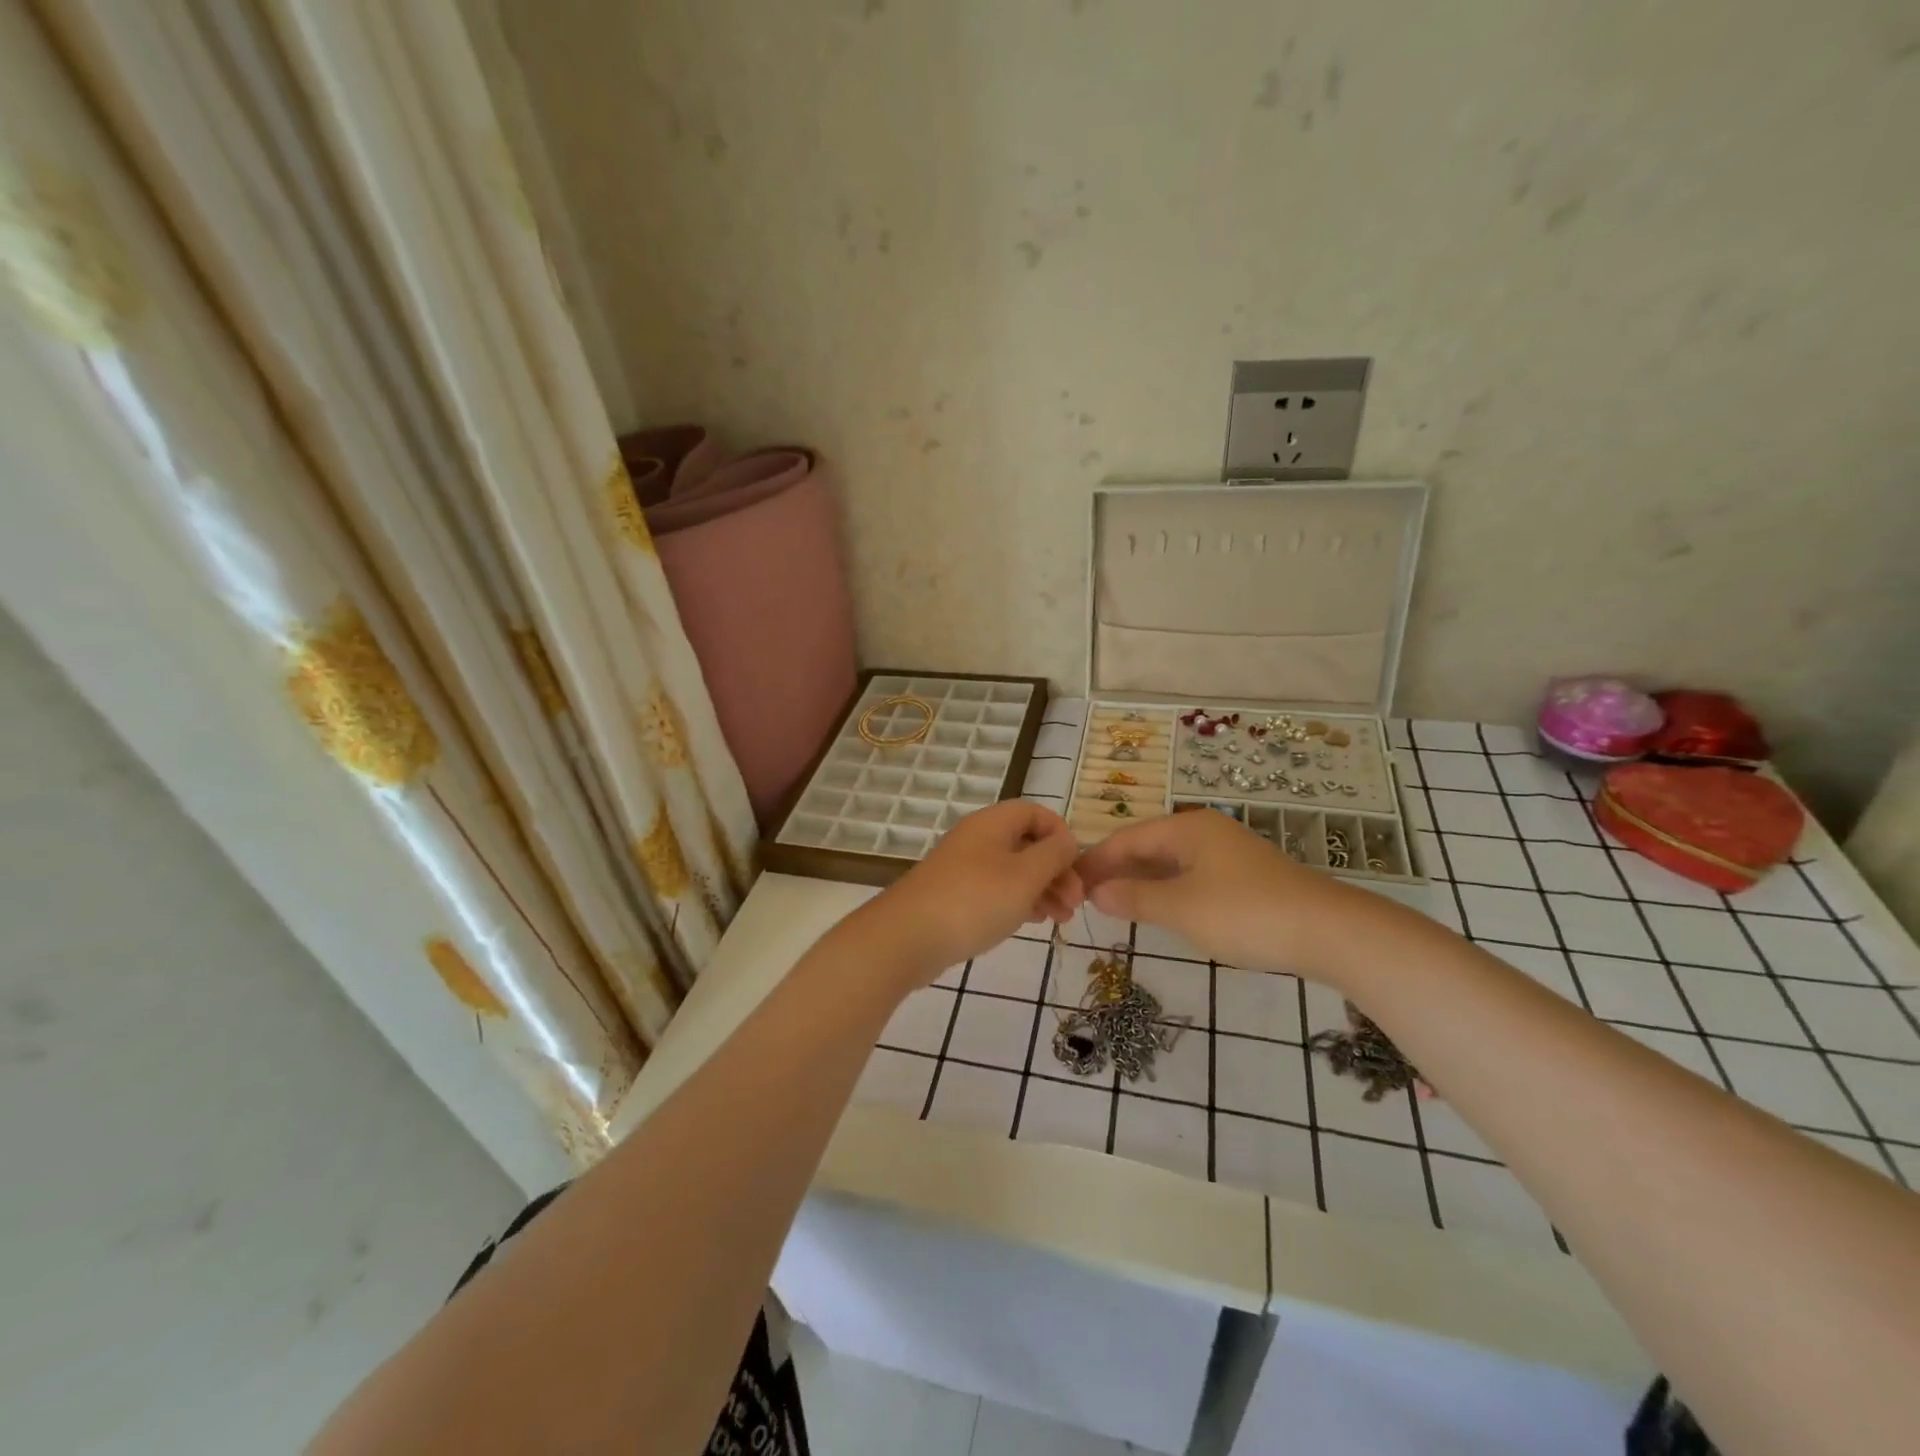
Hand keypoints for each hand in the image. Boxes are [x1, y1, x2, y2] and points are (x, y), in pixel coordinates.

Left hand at [856, 801, 1081, 988]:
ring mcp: (963, 867)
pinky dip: (1018, 901)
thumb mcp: (1025, 875)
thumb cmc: (974, 900)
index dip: (1061, 834)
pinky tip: (1032, 921)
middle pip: (1027, 843)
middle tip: (1074, 903)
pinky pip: (995, 889)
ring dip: (1041, 889)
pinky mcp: (954, 895)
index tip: (1076, 867)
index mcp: (993, 823)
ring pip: (1013, 869)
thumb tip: (1067, 842)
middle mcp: (977, 838)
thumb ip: (1054, 855)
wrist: (907, 937)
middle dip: (1056, 869)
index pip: (1036, 812)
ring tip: (1060, 919)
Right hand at [1075, 809, 1354, 975]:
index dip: (1095, 860)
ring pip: (1170, 862)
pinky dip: (1167, 889)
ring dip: (1141, 881)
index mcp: (1187, 829)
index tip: (1069, 883)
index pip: (1126, 838)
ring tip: (1115, 904)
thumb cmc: (1246, 914)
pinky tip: (1160, 908)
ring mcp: (1228, 853)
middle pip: (1148, 845)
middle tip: (1087, 897)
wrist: (1329, 932)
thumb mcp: (1181, 908)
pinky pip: (1191, 875)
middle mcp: (1206, 831)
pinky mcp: (1244, 876)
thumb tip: (1097, 892)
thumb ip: (1135, 898)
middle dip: (1116, 869)